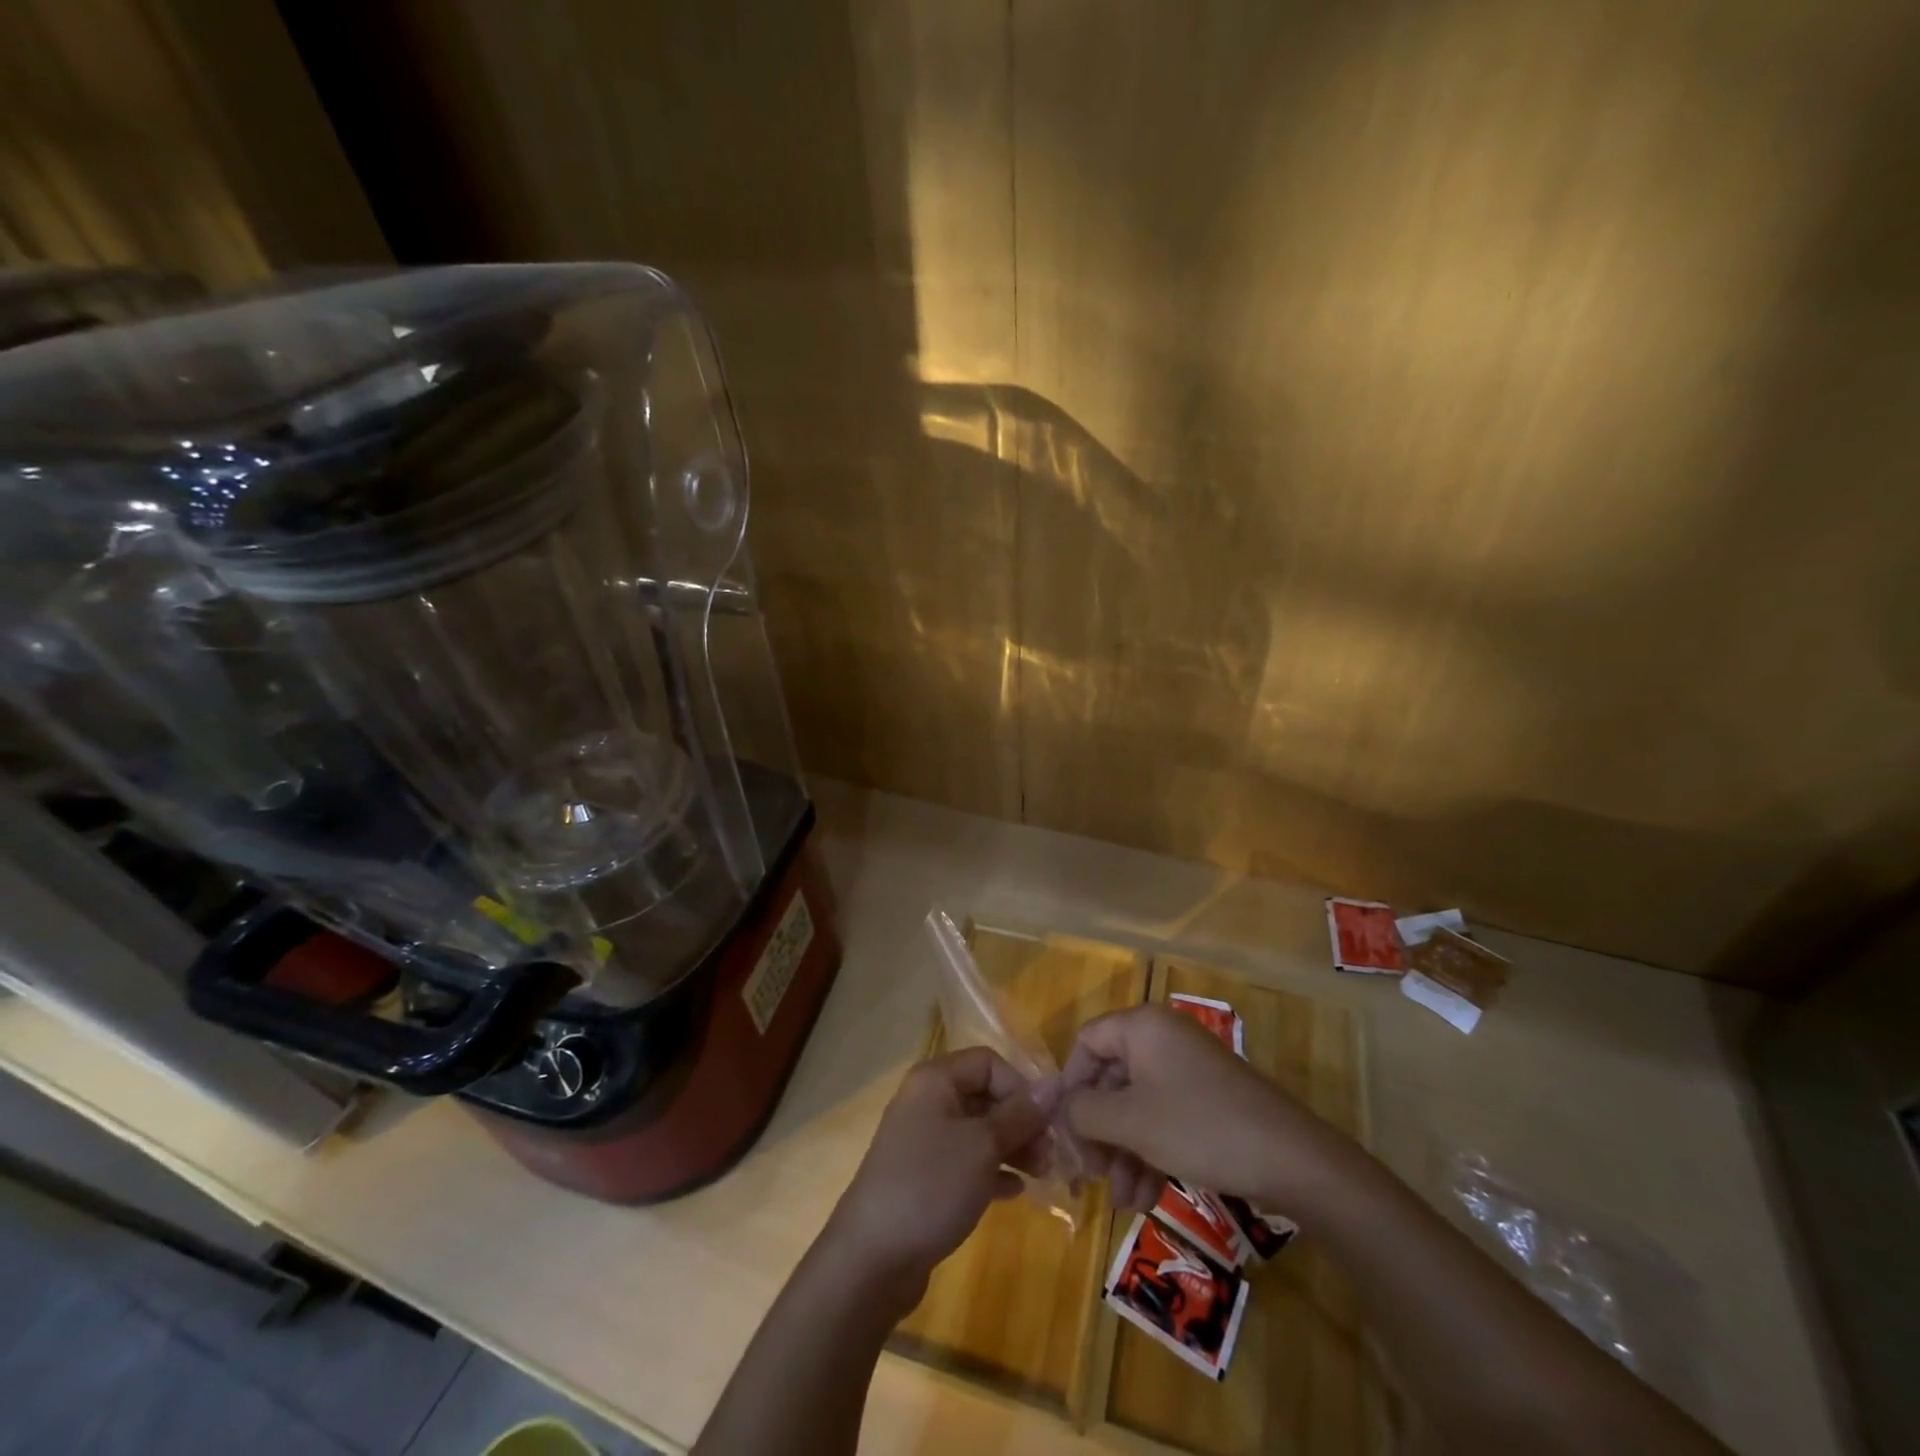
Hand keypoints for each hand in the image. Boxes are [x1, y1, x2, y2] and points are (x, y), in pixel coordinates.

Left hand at [824, 1047, 1049, 1309]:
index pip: (988, 1062)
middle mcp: (927, 1101)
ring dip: (1012, 1148)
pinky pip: (966, 1161)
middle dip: (1021, 1121)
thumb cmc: (931, 1185)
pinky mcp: (924, 1176)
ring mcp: (923, 1140)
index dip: (1020, 1087)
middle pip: (984, 1096)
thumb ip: (1020, 1114)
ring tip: (1041, 1175)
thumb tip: (1055, 1084)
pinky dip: (992, 1171)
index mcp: (935, 1080)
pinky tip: (1016, 1192)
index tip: (1044, 1123)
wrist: (872, 1257)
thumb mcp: (982, 1146)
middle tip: (1050, 1156)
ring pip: (978, 1131)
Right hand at [1061, 1004, 1354, 1216]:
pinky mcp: (1208, 1097)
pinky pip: (1164, 1115)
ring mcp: (1188, 1067)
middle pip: (1111, 1077)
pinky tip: (1145, 1197)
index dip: (1070, 1084)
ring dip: (1123, 1150)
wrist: (1291, 1158)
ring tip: (1121, 1199)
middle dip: (1098, 1129)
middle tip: (1089, 1173)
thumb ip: (1084, 1112)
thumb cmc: (1198, 1127)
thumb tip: (1061, 1109)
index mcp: (1142, 1027)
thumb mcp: (1131, 1122)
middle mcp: (1162, 1038)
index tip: (1063, 1130)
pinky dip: (1150, 1151)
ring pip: (1138, 1103)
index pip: (1087, 1042)